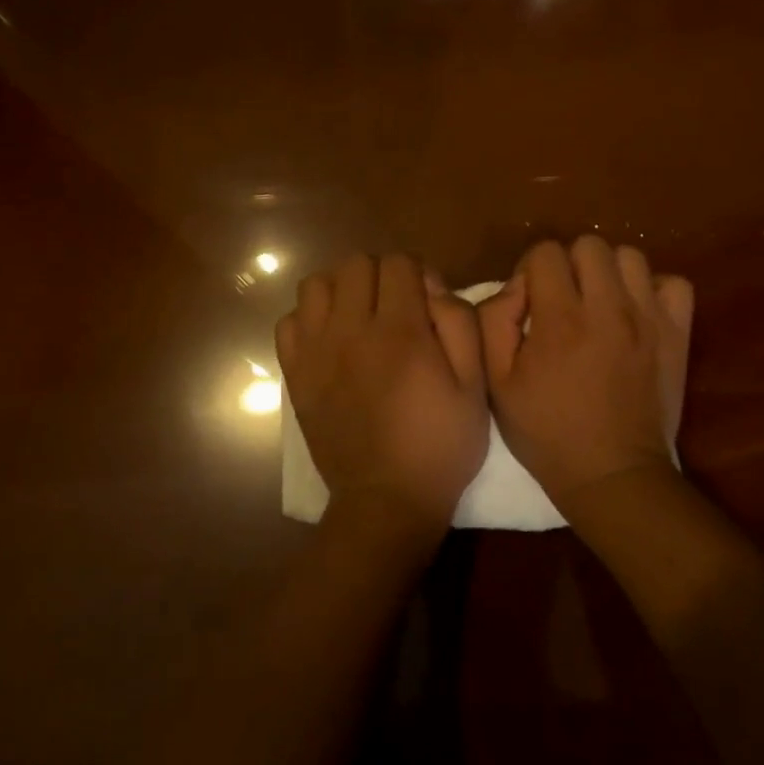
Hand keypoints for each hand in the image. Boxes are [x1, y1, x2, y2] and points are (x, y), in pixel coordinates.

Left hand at [277, 253, 489, 542]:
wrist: (385, 501)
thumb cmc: (439, 446)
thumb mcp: (474, 386)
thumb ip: (459, 324)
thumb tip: (432, 287)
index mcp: (400, 332)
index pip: (398, 263)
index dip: (417, 274)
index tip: (426, 302)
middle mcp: (351, 331)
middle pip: (355, 264)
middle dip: (380, 275)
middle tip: (394, 307)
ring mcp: (316, 351)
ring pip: (316, 284)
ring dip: (341, 290)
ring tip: (358, 316)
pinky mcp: (295, 373)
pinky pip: (289, 321)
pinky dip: (308, 320)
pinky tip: (329, 340)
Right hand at [478, 236, 694, 511]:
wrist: (612, 474)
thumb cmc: (546, 431)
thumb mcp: (497, 382)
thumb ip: (493, 321)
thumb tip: (517, 286)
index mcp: (560, 319)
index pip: (546, 252)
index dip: (531, 271)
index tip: (531, 303)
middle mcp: (608, 308)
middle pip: (589, 245)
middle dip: (569, 265)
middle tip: (564, 300)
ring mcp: (649, 319)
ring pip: (630, 256)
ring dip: (609, 273)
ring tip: (600, 304)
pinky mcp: (677, 334)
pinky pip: (674, 284)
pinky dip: (654, 290)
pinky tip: (636, 313)